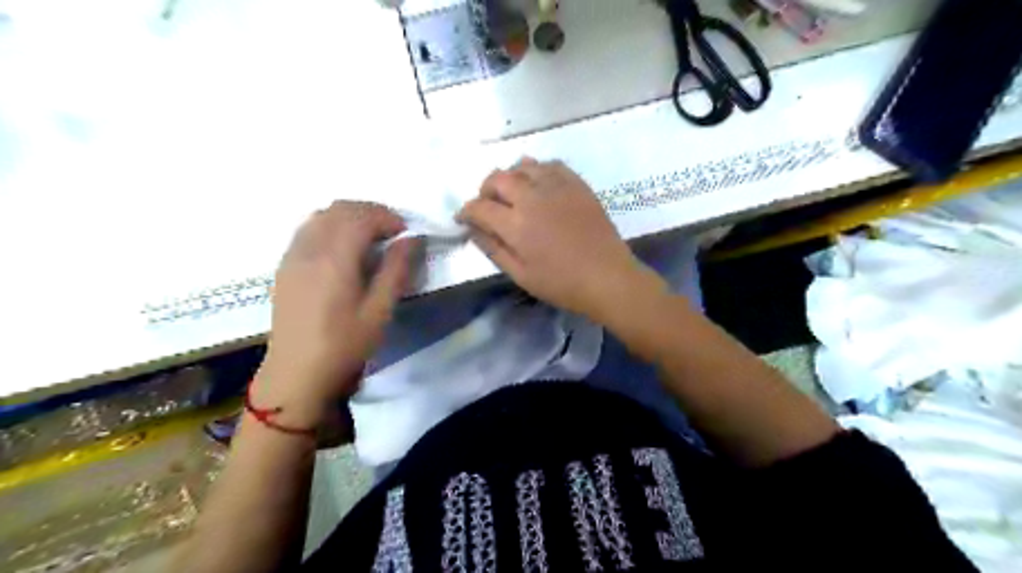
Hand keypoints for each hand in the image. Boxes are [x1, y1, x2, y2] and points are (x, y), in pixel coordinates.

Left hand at [258, 201, 416, 424]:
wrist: (297, 373)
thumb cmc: (344, 345)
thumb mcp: (380, 311)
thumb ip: (396, 270)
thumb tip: (412, 238)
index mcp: (334, 259)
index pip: (361, 217)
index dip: (388, 217)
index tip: (406, 232)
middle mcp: (310, 248)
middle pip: (340, 209)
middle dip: (371, 212)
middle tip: (393, 232)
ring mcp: (293, 255)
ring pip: (322, 215)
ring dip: (350, 216)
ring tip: (370, 237)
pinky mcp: (285, 265)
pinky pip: (308, 228)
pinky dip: (331, 225)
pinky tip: (343, 248)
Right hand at [455, 159, 663, 321]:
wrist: (607, 277)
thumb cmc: (562, 284)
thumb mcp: (521, 275)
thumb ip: (493, 249)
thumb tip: (473, 230)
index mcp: (516, 224)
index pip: (479, 207)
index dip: (466, 212)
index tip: (464, 219)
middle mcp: (533, 197)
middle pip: (498, 178)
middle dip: (485, 190)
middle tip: (487, 205)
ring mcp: (557, 187)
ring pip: (523, 166)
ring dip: (510, 177)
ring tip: (513, 194)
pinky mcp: (577, 184)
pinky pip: (550, 165)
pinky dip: (537, 171)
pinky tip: (539, 186)